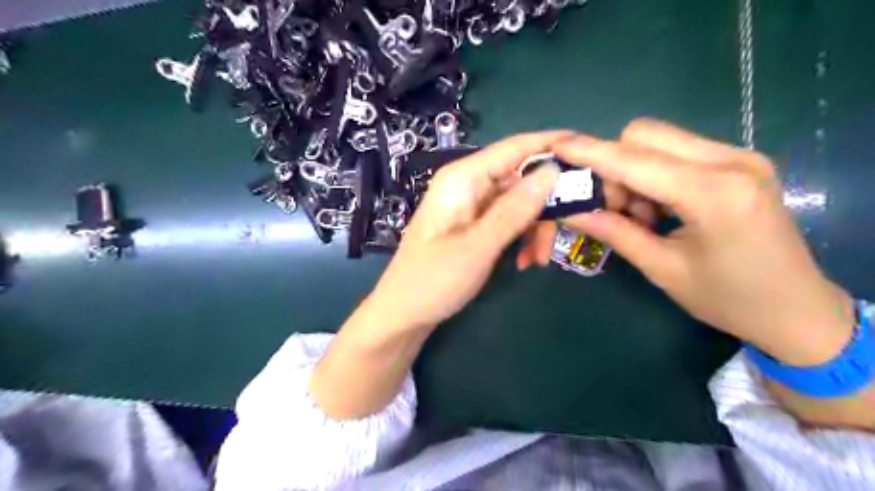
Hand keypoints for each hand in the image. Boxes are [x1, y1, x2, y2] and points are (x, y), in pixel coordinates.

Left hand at [363, 132, 567, 333]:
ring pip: (519, 203)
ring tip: (537, 260)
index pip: (515, 147)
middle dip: (545, 206)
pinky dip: (521, 237)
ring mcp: (471, 205)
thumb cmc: (433, 280)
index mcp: (463, 178)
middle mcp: (468, 184)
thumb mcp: (479, 246)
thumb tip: (553, 171)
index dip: (552, 144)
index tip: (590, 148)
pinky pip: (508, 220)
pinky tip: (524, 261)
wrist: (404, 314)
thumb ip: (515, 209)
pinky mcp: (474, 224)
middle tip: (562, 235)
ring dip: (535, 228)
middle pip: (521, 178)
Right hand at [526, 117, 854, 363]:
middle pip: (644, 135)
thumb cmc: (728, 300)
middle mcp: (730, 161)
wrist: (798, 310)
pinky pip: (677, 151)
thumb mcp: (662, 269)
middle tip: (613, 208)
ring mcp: (739, 156)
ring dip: (633, 172)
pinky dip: (654, 174)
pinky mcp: (739, 162)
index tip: (556, 146)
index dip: (590, 152)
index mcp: (713, 194)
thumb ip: (614, 232)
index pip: (633, 160)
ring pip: (659, 141)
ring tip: (641, 216)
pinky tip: (661, 208)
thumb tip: (569, 211)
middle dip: (613, 166)